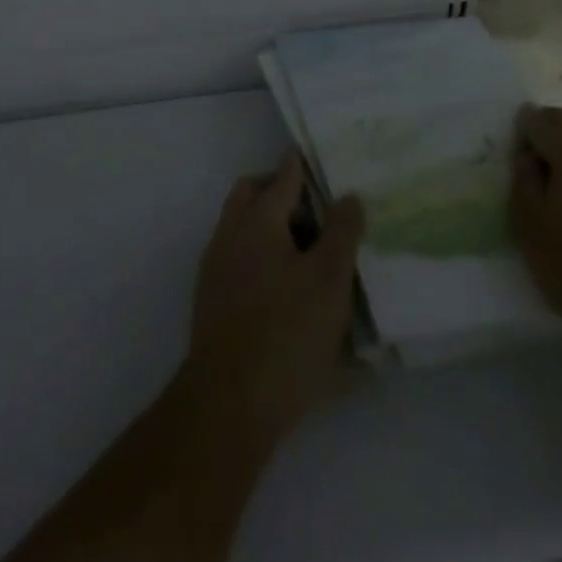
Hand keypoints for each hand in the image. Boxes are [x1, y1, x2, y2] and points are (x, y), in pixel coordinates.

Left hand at [182, 154, 364, 450]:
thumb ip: (342, 232)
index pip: (283, 175)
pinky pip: (238, 257)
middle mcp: (230, 233)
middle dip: (282, 191)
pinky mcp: (212, 299)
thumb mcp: (329, 280)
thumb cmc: (286, 333)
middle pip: (253, 194)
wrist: (228, 404)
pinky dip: (261, 254)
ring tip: (310, 249)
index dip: (303, 164)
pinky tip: (288, 285)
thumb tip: (349, 195)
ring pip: (243, 226)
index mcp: (257, 220)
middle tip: (318, 209)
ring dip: (272, 225)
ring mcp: (216, 267)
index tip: (321, 157)